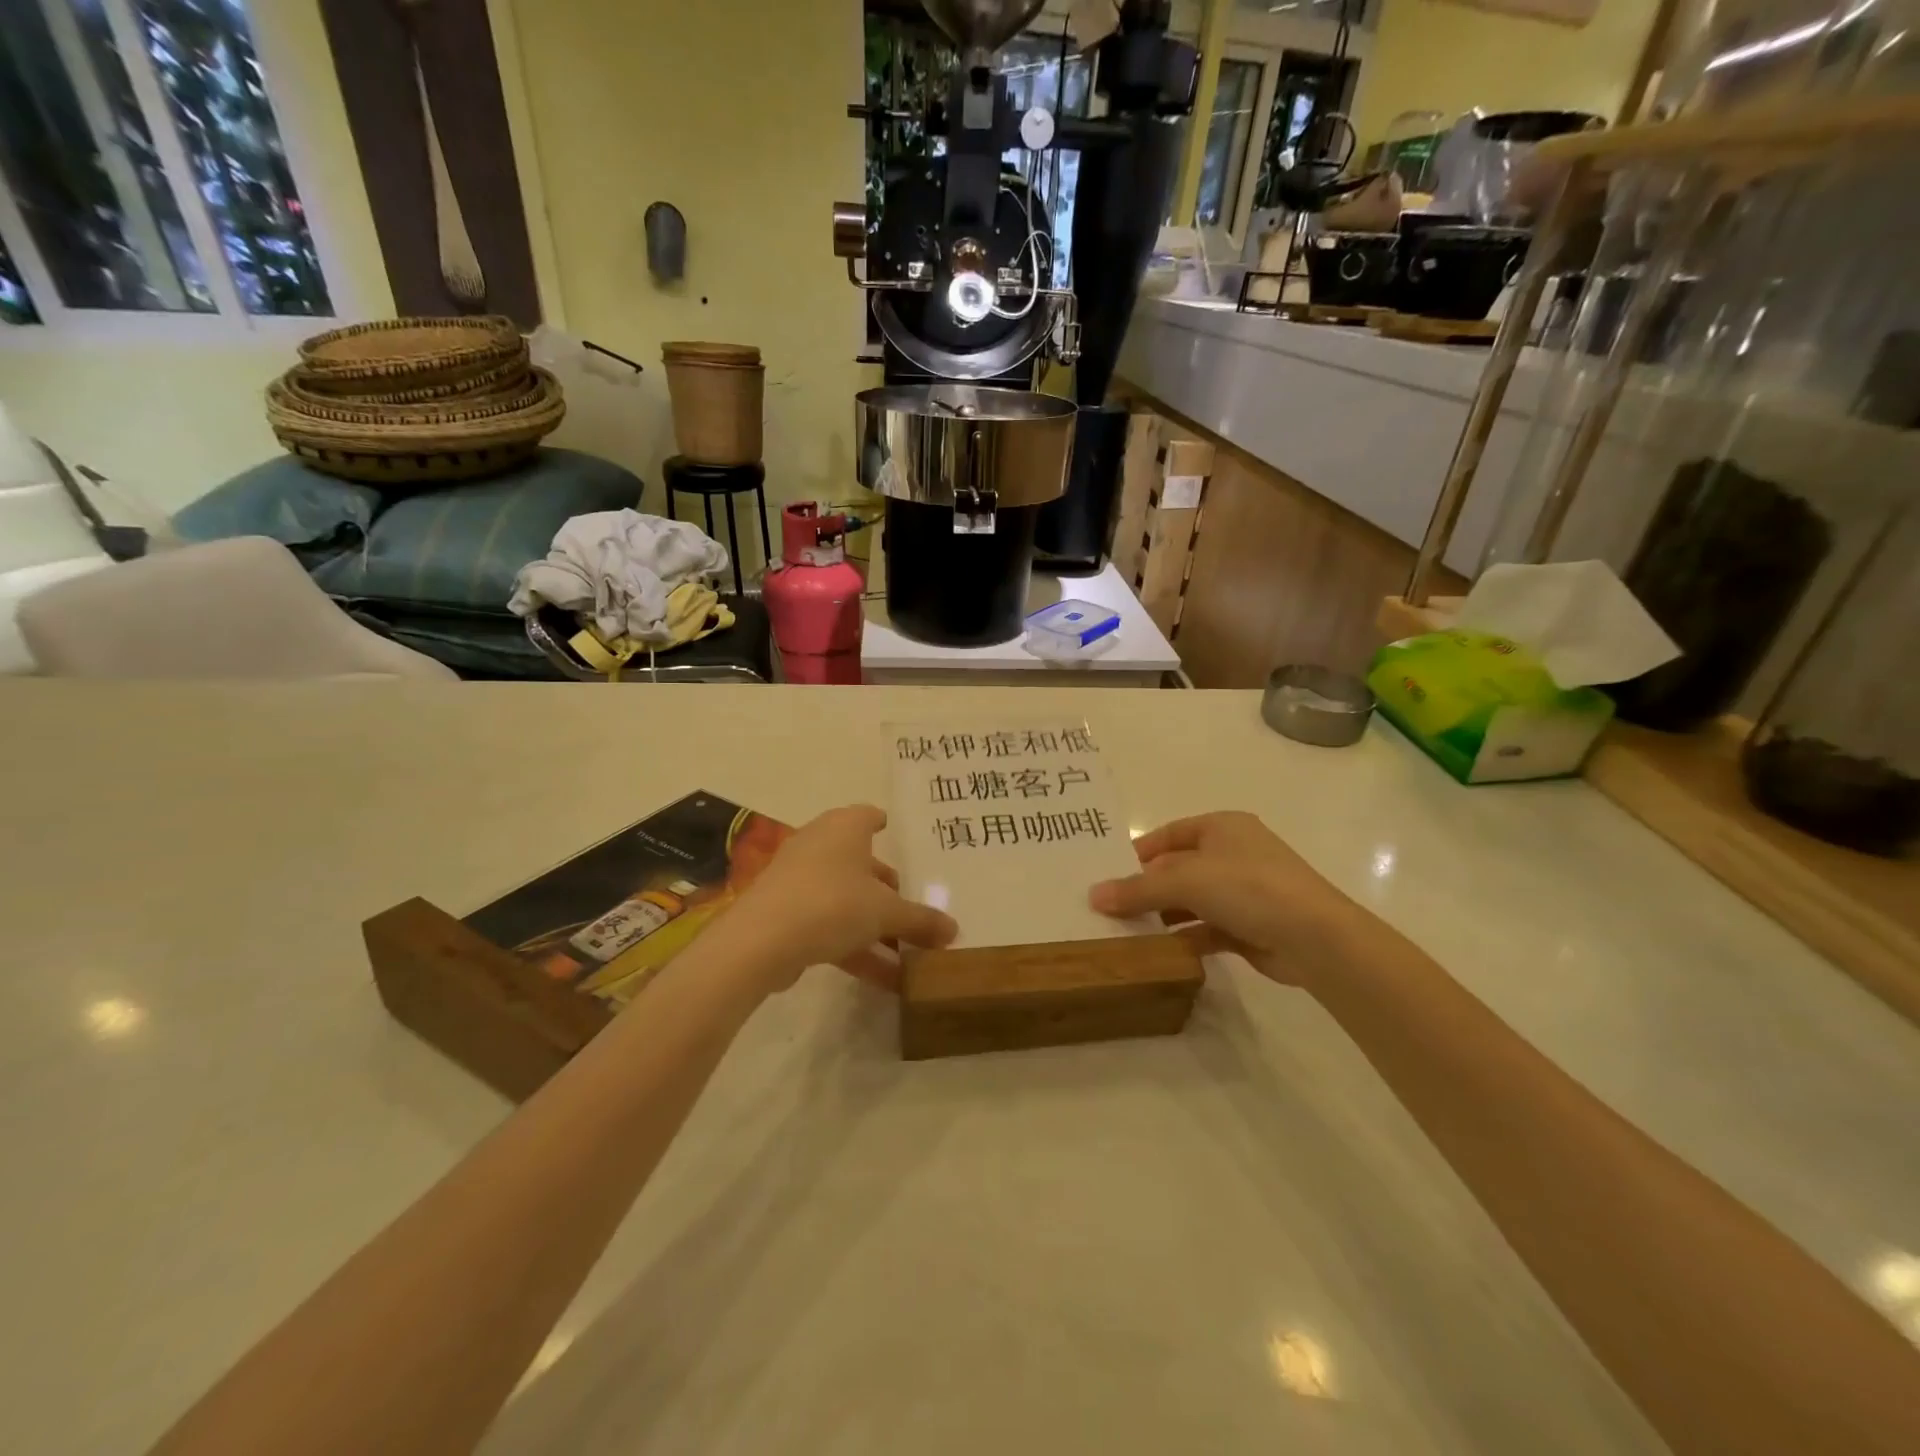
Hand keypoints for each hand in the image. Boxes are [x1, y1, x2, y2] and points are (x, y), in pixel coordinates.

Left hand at [716, 805, 956, 993]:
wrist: (761, 941)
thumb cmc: (832, 903)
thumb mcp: (886, 913)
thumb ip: (921, 920)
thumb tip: (954, 930)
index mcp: (844, 828)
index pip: (868, 815)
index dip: (883, 823)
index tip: (898, 833)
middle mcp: (820, 846)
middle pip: (861, 862)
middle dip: (887, 888)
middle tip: (913, 907)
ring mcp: (799, 880)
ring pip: (846, 899)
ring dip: (875, 926)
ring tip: (909, 954)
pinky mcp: (786, 914)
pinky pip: (830, 925)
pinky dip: (856, 946)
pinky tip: (885, 979)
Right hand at [1088, 812, 1370, 986]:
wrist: (1316, 938)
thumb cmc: (1248, 888)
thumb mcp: (1186, 881)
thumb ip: (1138, 889)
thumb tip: (1094, 895)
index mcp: (1221, 828)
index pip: (1168, 835)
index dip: (1137, 853)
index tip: (1106, 874)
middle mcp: (1233, 853)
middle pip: (1177, 868)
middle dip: (1146, 888)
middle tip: (1108, 908)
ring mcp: (1244, 891)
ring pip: (1191, 900)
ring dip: (1163, 915)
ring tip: (1125, 931)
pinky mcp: (1249, 926)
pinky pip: (1206, 928)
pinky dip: (1184, 937)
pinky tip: (1160, 951)